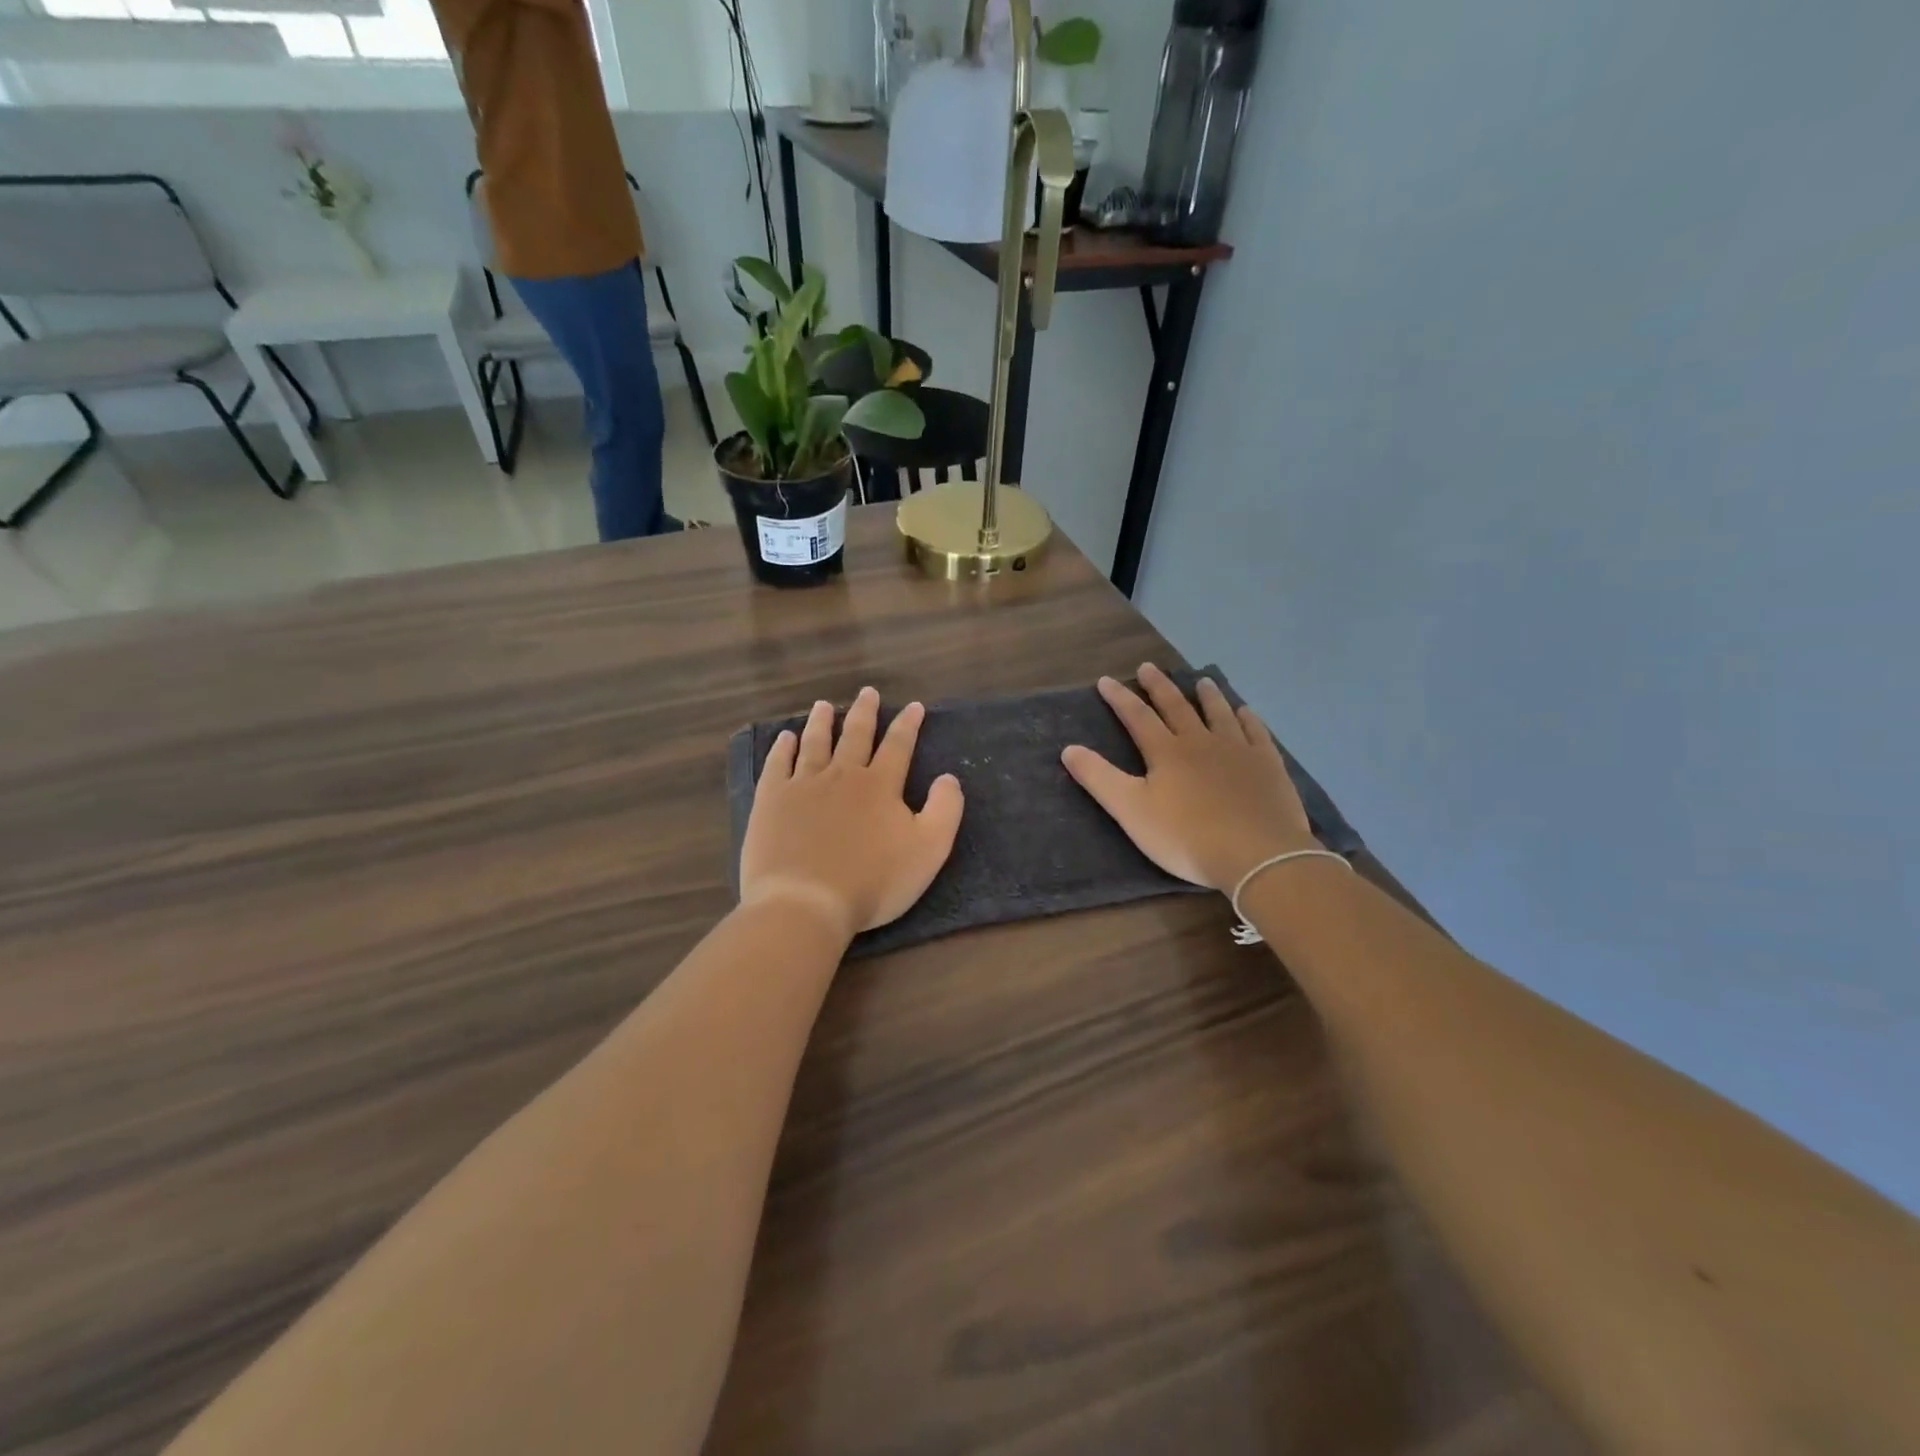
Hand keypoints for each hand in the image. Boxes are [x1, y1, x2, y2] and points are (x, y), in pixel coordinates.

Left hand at [739, 687, 965, 941]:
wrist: (805, 902)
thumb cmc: (872, 881)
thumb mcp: (928, 850)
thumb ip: (944, 810)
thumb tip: (948, 778)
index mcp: (880, 785)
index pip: (898, 746)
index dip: (908, 725)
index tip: (913, 706)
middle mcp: (842, 775)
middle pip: (855, 736)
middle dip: (864, 713)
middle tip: (867, 692)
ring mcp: (803, 785)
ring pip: (815, 743)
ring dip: (821, 722)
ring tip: (823, 706)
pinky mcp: (771, 801)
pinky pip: (778, 765)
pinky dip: (782, 748)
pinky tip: (785, 738)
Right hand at [1062, 663, 1314, 891]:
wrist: (1256, 854)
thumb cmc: (1186, 836)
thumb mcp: (1131, 811)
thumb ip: (1099, 778)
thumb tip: (1069, 748)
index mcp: (1166, 752)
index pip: (1137, 717)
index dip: (1120, 698)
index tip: (1106, 681)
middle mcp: (1201, 742)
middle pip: (1177, 707)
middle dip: (1159, 687)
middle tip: (1148, 667)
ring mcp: (1238, 751)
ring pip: (1219, 714)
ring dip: (1208, 696)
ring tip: (1202, 680)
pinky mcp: (1268, 765)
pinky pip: (1256, 733)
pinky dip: (1248, 719)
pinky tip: (1246, 712)